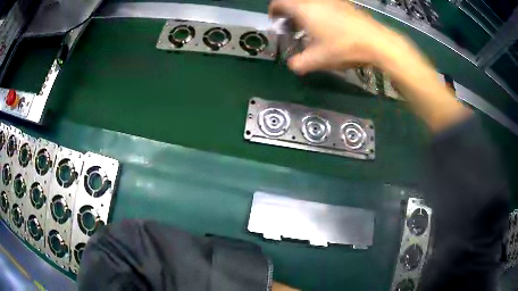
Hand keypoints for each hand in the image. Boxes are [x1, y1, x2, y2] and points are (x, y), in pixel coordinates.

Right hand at [269, 0, 406, 73]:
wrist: (377, 42)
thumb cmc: (343, 47)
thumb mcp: (318, 60)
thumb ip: (299, 63)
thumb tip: (292, 65)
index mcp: (303, 9)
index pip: (279, 3)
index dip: (273, 11)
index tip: (276, 22)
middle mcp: (316, 0)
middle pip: (294, 2)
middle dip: (290, 14)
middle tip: (293, 29)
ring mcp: (332, 0)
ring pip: (310, 3)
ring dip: (305, 13)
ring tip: (311, 29)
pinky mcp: (345, 4)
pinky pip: (324, 4)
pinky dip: (319, 12)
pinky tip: (328, 27)